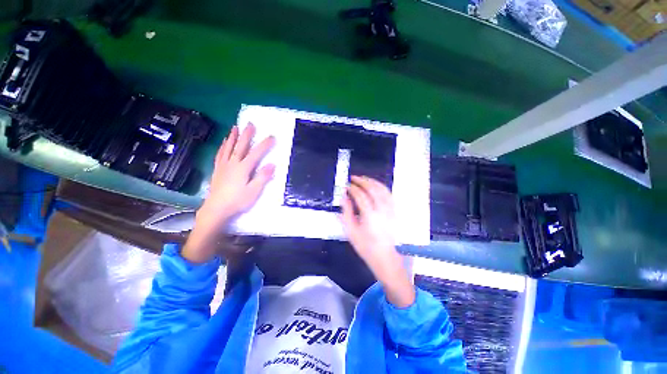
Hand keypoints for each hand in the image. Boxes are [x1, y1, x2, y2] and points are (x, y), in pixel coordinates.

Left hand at [183, 123, 274, 262]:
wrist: (216, 209)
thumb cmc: (237, 201)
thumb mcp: (254, 191)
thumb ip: (262, 177)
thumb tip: (272, 164)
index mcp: (243, 168)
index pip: (256, 153)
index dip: (264, 144)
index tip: (272, 136)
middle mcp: (232, 163)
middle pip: (240, 146)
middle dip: (246, 135)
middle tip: (250, 124)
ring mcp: (223, 166)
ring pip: (228, 148)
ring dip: (232, 137)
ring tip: (235, 127)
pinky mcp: (218, 170)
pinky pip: (220, 154)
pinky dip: (223, 146)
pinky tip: (223, 143)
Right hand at [340, 176, 414, 307]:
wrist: (385, 257)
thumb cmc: (366, 246)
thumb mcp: (351, 231)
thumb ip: (346, 212)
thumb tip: (344, 198)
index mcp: (370, 216)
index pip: (360, 195)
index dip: (352, 188)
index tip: (346, 185)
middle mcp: (382, 210)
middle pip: (372, 189)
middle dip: (362, 181)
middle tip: (353, 178)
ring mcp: (390, 210)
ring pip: (382, 189)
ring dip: (372, 181)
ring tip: (363, 179)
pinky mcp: (395, 211)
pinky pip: (389, 194)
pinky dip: (381, 187)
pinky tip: (375, 186)